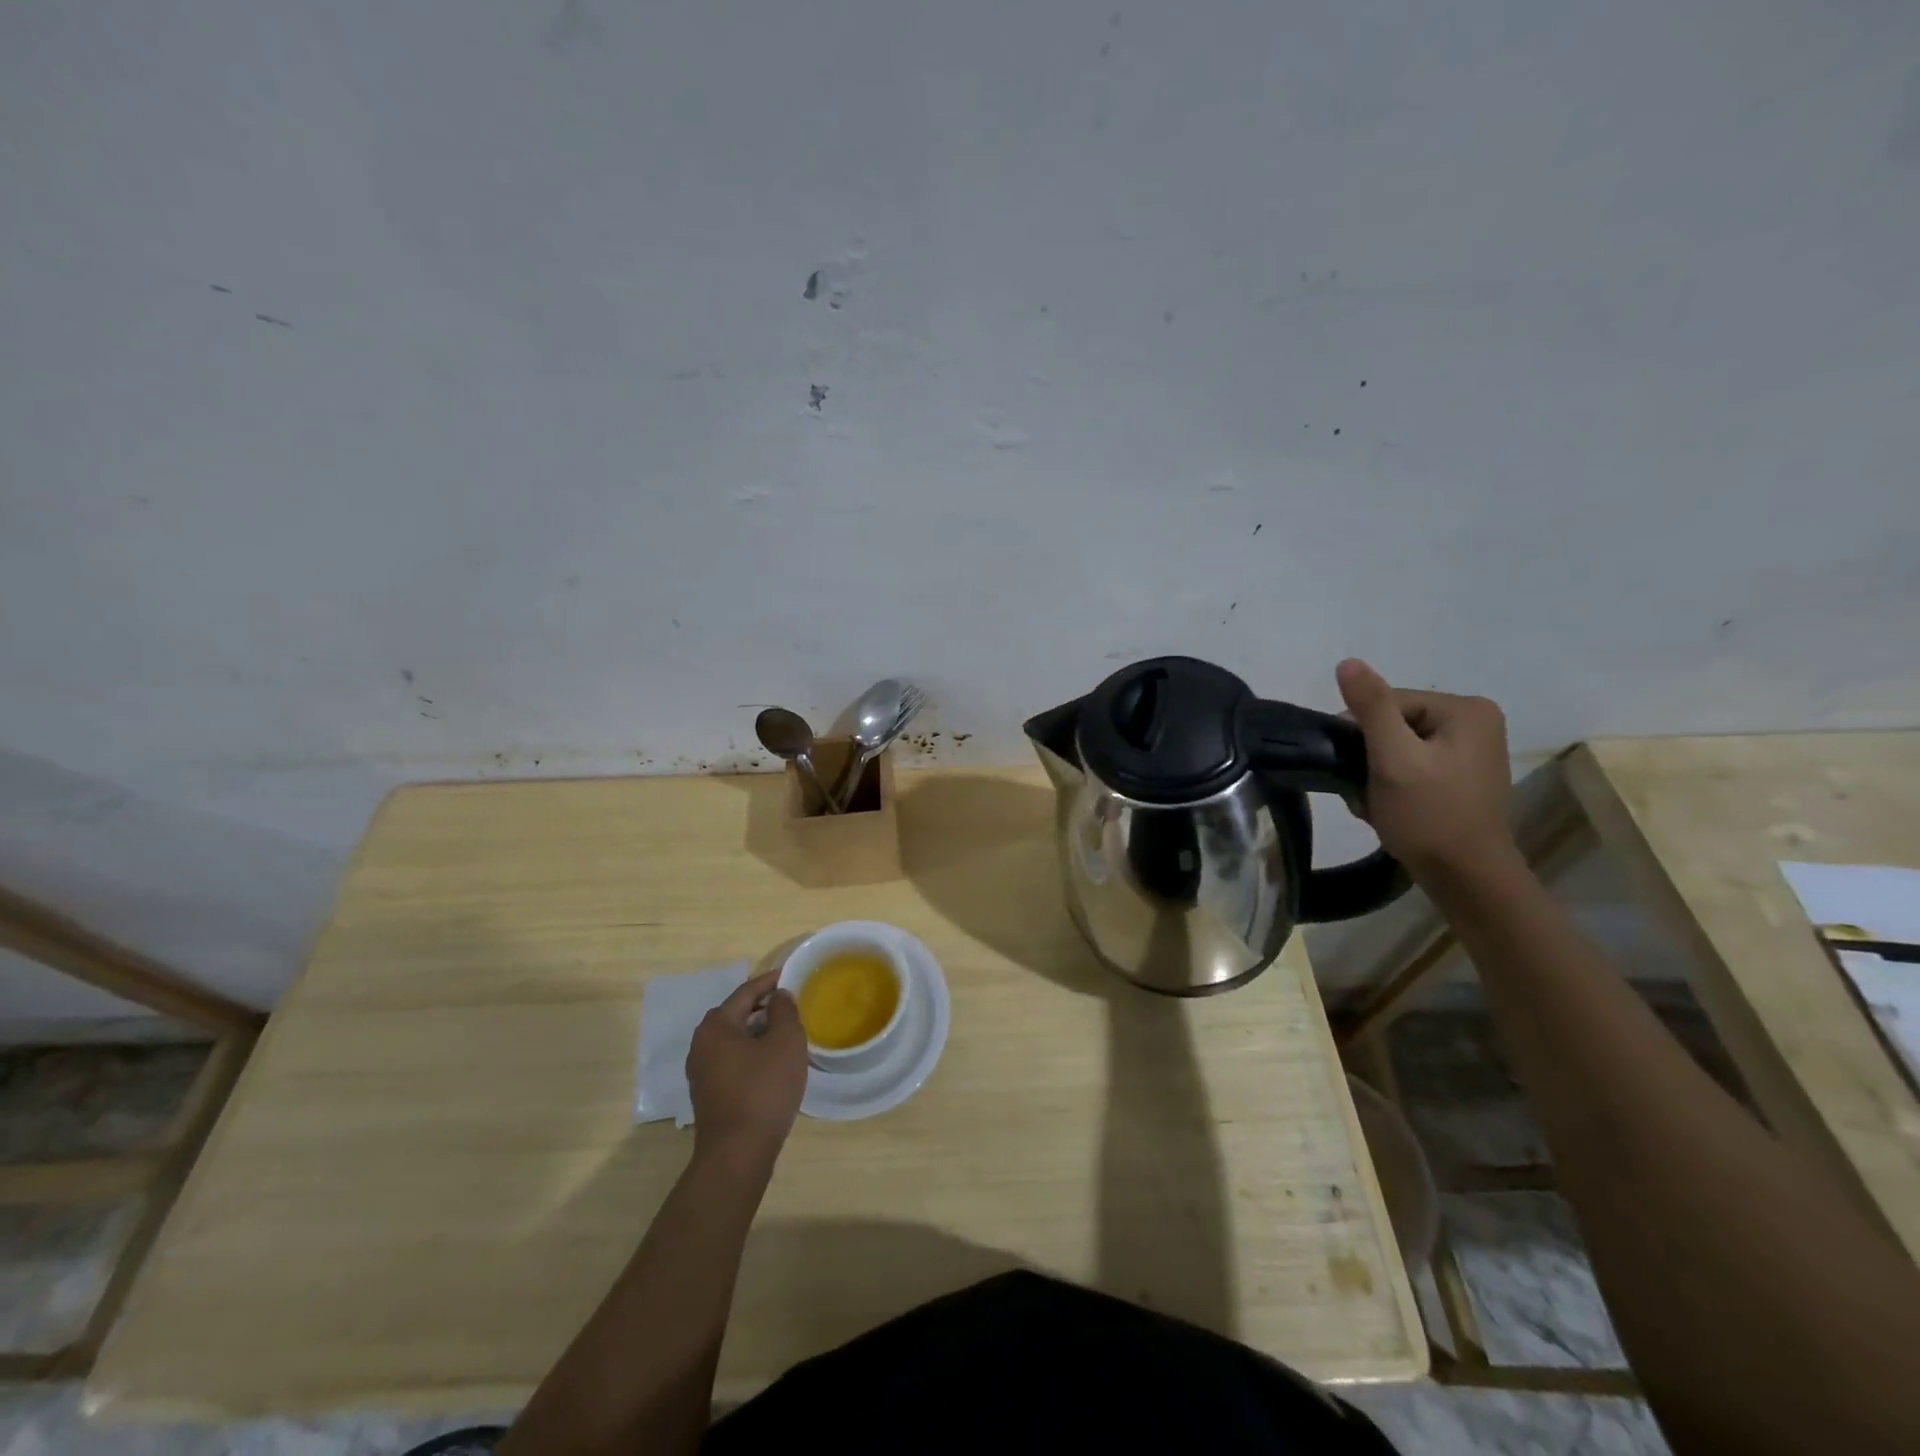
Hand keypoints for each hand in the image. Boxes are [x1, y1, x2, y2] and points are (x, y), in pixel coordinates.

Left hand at [687, 970, 807, 1167]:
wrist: (738, 1154)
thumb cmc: (763, 1089)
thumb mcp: (785, 1042)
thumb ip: (784, 1011)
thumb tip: (778, 996)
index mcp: (716, 1026)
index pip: (746, 992)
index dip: (770, 981)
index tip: (791, 973)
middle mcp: (701, 1044)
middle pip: (736, 1014)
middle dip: (763, 1006)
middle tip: (790, 1002)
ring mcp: (701, 1072)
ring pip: (734, 1039)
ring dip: (757, 1031)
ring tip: (785, 1030)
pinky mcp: (708, 1094)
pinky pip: (732, 1060)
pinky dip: (751, 1053)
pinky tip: (771, 1062)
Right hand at [1335, 658, 1517, 878]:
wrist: (1465, 877)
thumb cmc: (1429, 815)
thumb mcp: (1393, 758)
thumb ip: (1371, 708)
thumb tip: (1348, 662)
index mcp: (1466, 709)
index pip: (1389, 702)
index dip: (1361, 733)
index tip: (1353, 767)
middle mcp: (1475, 721)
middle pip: (1393, 724)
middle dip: (1369, 756)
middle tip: (1363, 789)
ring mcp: (1471, 749)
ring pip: (1398, 746)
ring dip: (1376, 772)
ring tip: (1374, 801)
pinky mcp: (1461, 774)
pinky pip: (1412, 764)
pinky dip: (1392, 782)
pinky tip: (1387, 805)